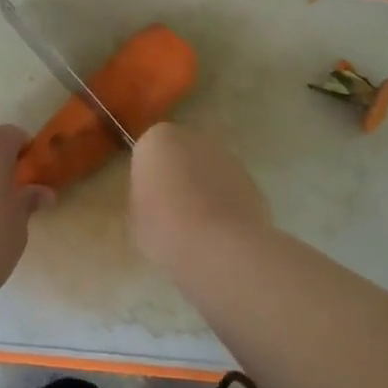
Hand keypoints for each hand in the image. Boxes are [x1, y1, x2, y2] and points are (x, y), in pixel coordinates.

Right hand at [129, 122, 269, 273]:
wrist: (221, 248)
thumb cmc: (165, 228)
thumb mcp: (135, 216)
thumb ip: (143, 197)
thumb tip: (154, 199)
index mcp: (157, 139)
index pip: (147, 152)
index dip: (147, 178)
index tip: (147, 202)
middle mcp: (193, 138)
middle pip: (180, 156)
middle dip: (177, 178)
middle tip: (169, 214)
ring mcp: (227, 158)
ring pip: (207, 172)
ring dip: (203, 191)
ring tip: (197, 230)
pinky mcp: (252, 182)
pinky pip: (229, 191)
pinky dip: (225, 206)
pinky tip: (219, 236)